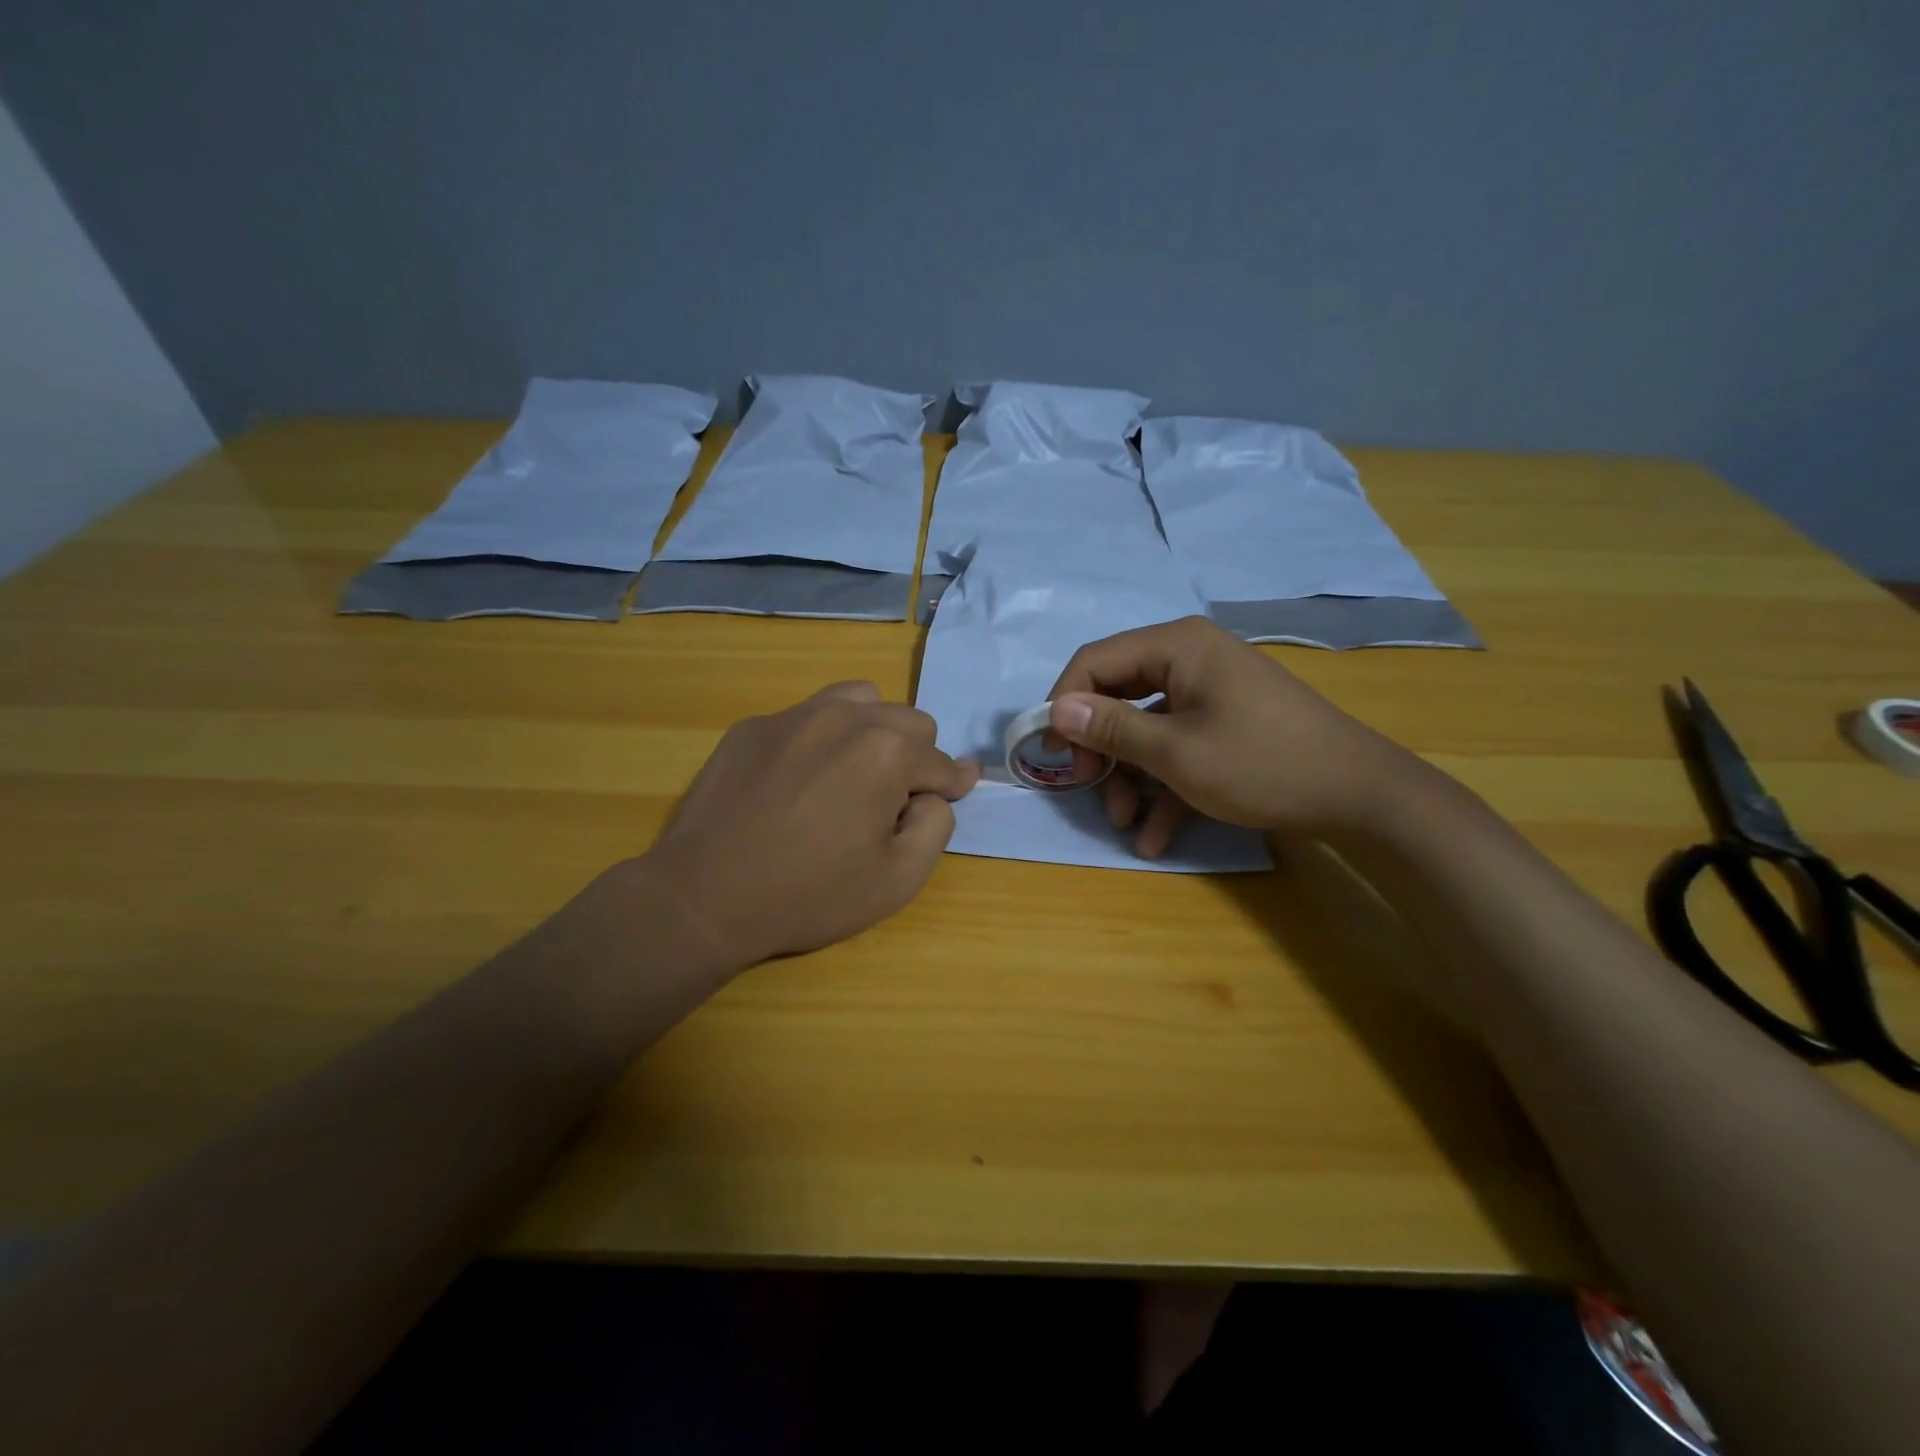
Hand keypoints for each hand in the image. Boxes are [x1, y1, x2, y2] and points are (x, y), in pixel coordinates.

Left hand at [641, 682, 979, 967]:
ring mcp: (795, 715)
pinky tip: (798, 780)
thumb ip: (937, 826)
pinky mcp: (754, 726)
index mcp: (887, 751)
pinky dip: (821, 739)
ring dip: (872, 731)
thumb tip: (935, 793)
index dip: (951, 786)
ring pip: (860, 701)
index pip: (941, 762)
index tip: (953, 793)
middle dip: (915, 758)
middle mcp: (846, 717)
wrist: (705, 896)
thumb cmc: (810, 894)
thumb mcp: (898, 880)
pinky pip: (807, 716)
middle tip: (891, 802)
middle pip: (908, 721)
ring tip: (853, 774)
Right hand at [1046, 616, 1427, 856]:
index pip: (1095, 661)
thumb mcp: (1176, 752)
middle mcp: (1190, 659)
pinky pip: (1178, 747)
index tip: (1051, 752)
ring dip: (1130, 777)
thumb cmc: (1261, 763)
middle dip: (1100, 749)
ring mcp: (1210, 692)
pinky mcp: (1225, 724)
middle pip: (1118, 695)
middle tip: (1087, 789)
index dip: (1064, 705)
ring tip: (1126, 824)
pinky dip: (1164, 786)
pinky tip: (1156, 835)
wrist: (1361, 797)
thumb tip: (1054, 710)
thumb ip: (1111, 728)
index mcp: (1177, 646)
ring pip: (1146, 728)